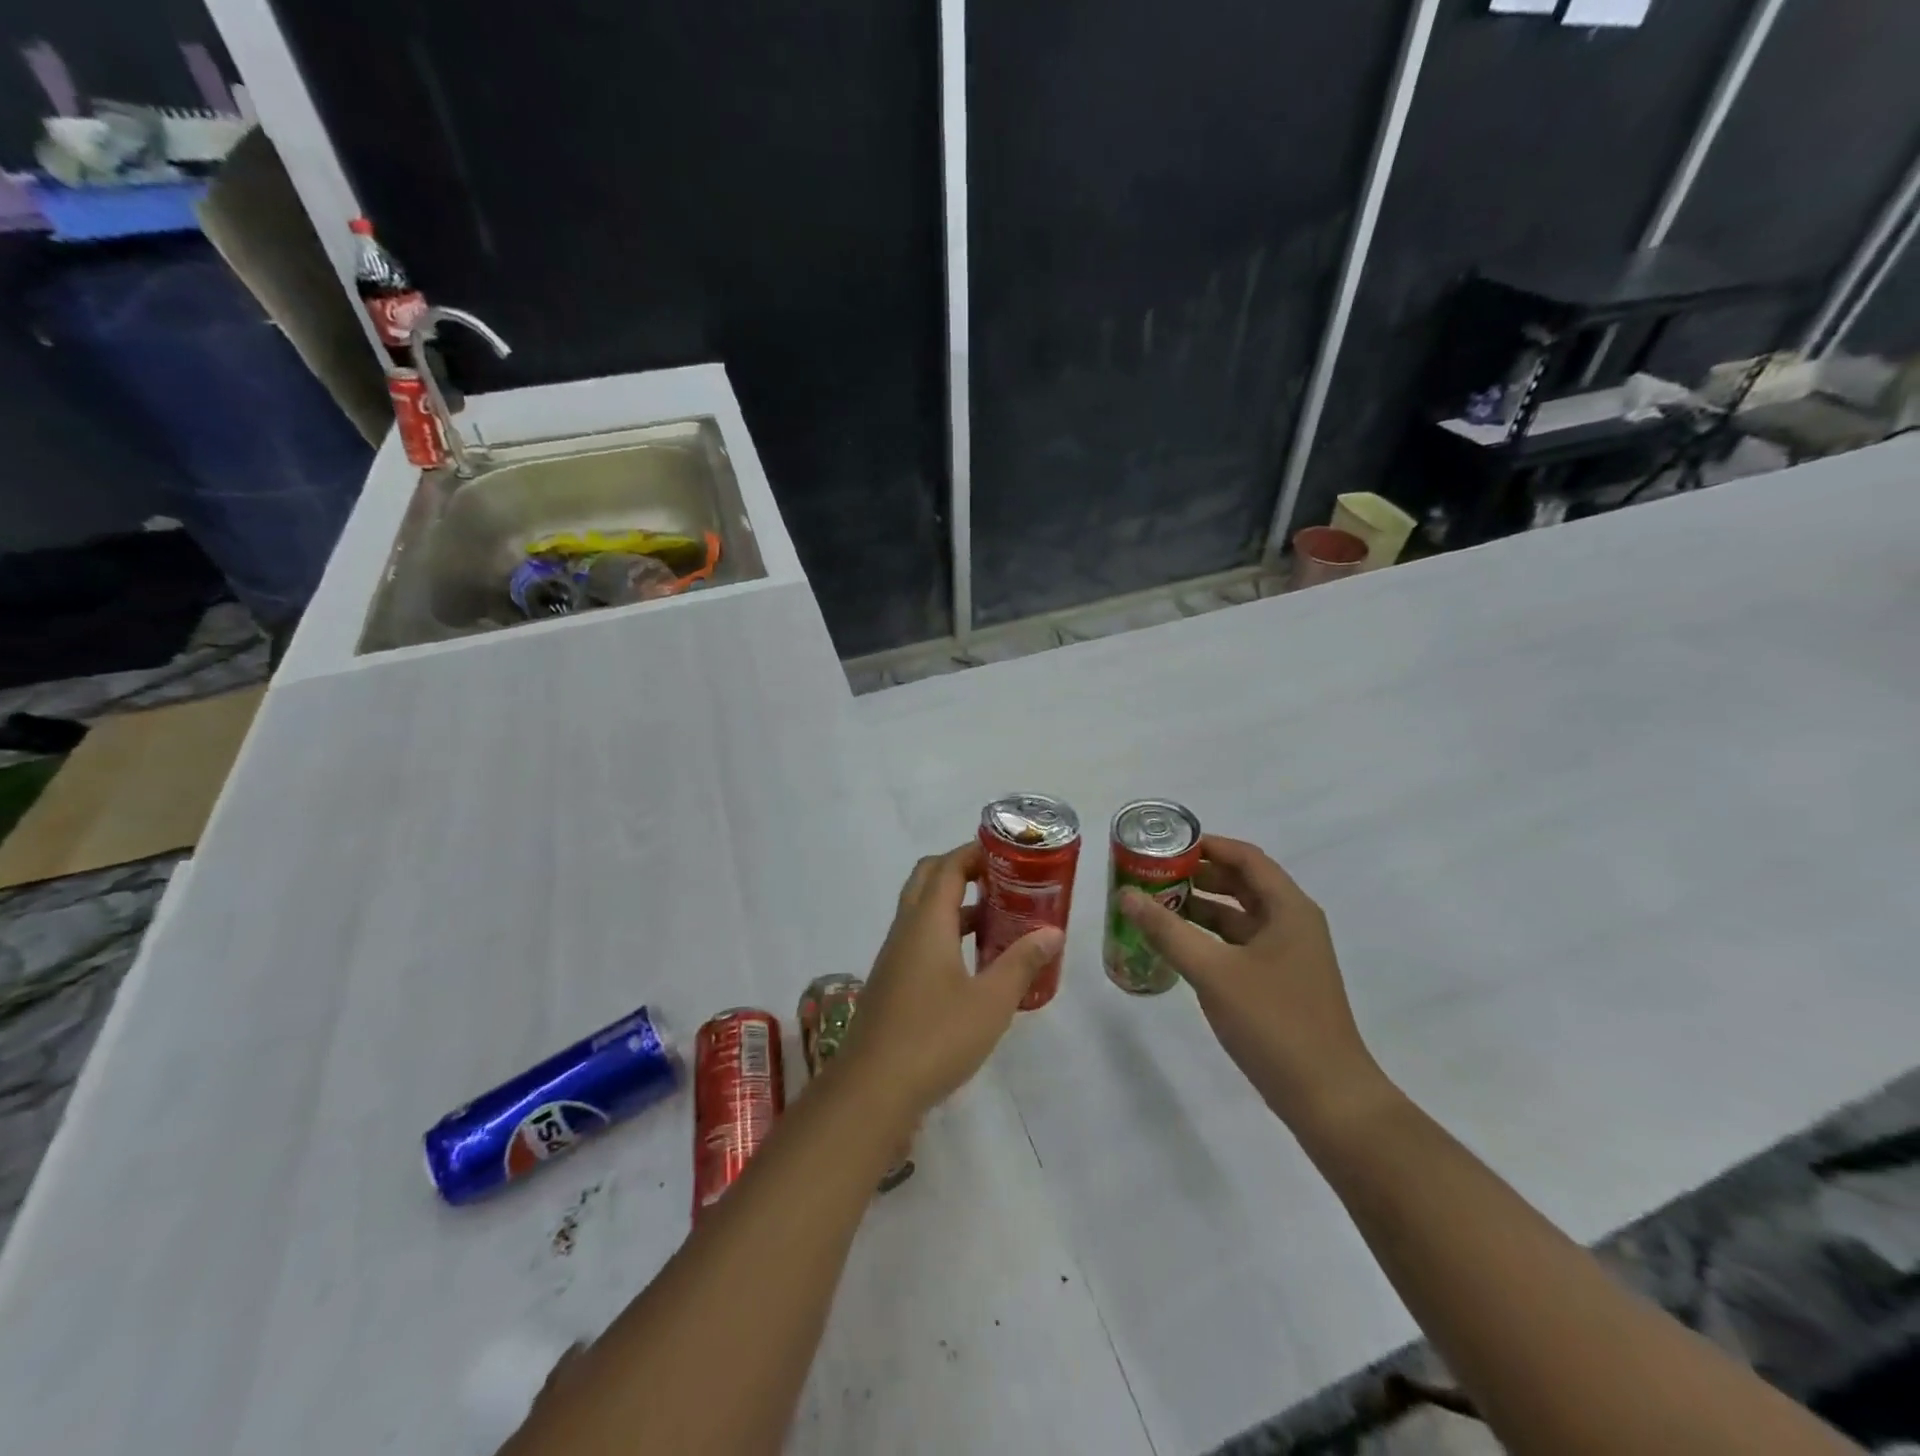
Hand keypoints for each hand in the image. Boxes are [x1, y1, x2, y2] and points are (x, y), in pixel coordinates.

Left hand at [842, 842, 1062, 1120]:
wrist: (872, 1089)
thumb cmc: (936, 1037)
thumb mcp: (991, 1002)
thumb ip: (1022, 963)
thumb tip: (1053, 932)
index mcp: (927, 922)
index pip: (948, 866)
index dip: (975, 853)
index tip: (1008, 853)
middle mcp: (906, 929)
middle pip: (929, 879)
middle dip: (962, 871)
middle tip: (1001, 880)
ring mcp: (894, 956)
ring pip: (923, 912)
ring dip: (955, 905)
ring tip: (998, 918)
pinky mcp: (892, 982)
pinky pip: (920, 939)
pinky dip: (946, 934)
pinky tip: (974, 964)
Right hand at [1119, 836, 1390, 1131]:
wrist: (1327, 1097)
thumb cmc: (1274, 1022)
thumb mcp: (1213, 972)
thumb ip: (1167, 931)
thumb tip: (1126, 896)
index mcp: (1289, 909)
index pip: (1246, 857)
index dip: (1207, 845)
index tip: (1165, 844)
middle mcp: (1292, 923)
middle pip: (1242, 883)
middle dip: (1198, 876)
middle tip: (1153, 874)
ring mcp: (1288, 955)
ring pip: (1239, 916)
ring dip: (1201, 907)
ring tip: (1156, 905)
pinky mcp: (1280, 982)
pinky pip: (1240, 945)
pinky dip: (1210, 938)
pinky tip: (1178, 946)